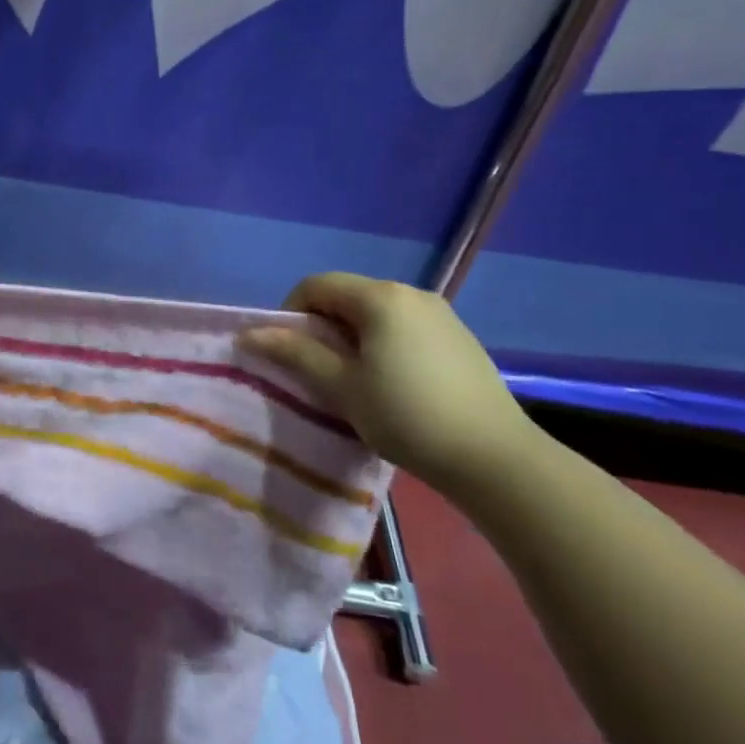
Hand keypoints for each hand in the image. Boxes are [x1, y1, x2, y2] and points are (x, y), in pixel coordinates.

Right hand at [239, 273, 538, 497]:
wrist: (495, 458)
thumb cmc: (407, 416)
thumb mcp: (342, 387)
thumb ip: (295, 353)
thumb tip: (249, 334)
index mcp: (380, 297)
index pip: (316, 285)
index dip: (291, 313)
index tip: (289, 353)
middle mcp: (410, 293)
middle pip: (347, 296)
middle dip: (323, 327)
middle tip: (318, 371)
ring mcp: (440, 314)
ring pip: (377, 314)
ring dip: (353, 338)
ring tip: (355, 382)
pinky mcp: (459, 338)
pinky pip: (405, 328)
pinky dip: (384, 345)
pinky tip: (394, 385)